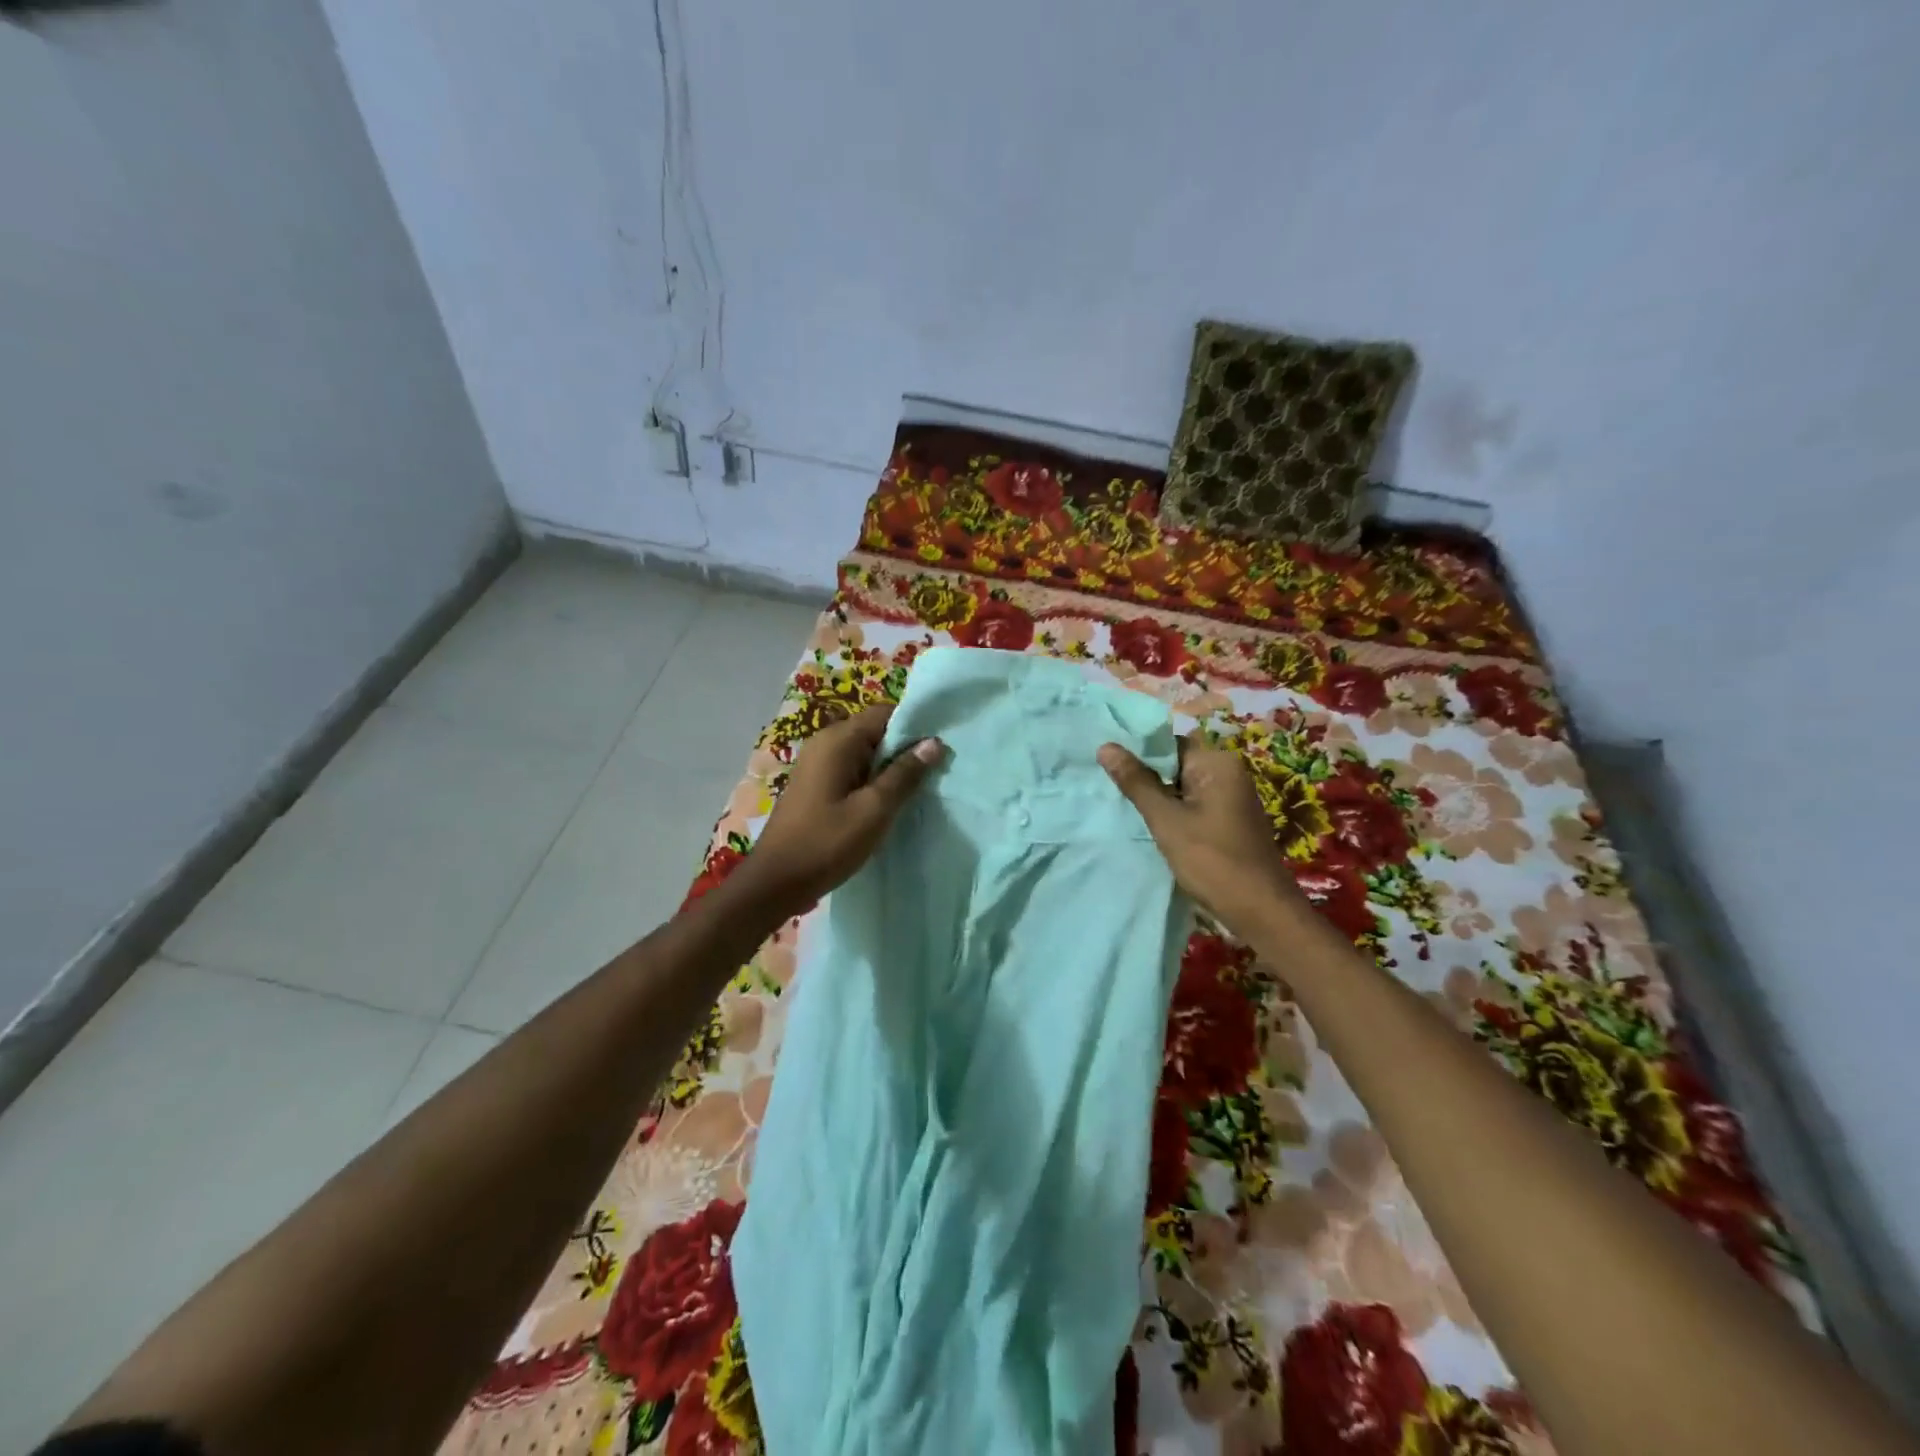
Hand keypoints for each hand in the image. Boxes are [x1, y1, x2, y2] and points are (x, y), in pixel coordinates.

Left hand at [738, 704, 945, 913]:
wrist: (775, 882)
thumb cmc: (826, 843)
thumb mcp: (874, 810)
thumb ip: (904, 774)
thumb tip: (933, 743)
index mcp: (837, 740)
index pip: (885, 712)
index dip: (915, 724)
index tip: (941, 744)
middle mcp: (825, 743)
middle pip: (875, 730)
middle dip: (905, 747)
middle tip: (937, 770)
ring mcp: (817, 764)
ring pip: (865, 753)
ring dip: (890, 767)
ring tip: (919, 787)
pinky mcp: (816, 785)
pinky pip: (852, 770)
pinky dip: (873, 780)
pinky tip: (890, 802)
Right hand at [1098, 736, 1300, 929]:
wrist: (1260, 910)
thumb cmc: (1212, 860)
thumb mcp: (1166, 820)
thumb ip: (1136, 782)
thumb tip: (1106, 746)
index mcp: (1217, 763)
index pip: (1168, 744)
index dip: (1137, 754)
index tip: (1108, 768)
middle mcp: (1228, 772)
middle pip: (1176, 764)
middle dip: (1146, 777)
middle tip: (1110, 789)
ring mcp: (1232, 797)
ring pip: (1183, 787)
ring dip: (1158, 797)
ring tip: (1124, 807)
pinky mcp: (1231, 820)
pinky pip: (1194, 804)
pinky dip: (1174, 812)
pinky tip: (1153, 827)